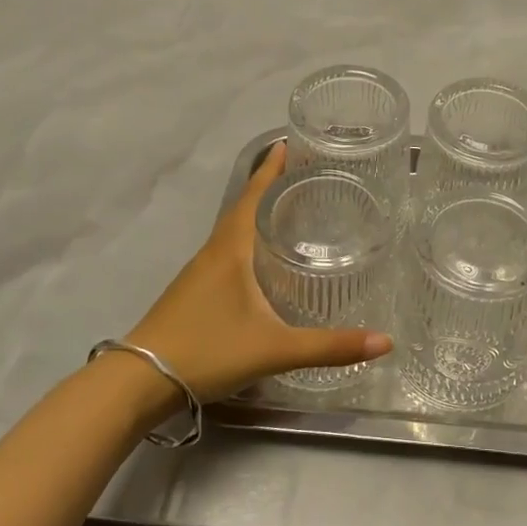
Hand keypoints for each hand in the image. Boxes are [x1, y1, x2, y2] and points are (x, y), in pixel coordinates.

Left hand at [124, 143, 392, 403]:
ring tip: (291, 211)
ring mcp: (200, 272)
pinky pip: (227, 252)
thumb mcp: (274, 349)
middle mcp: (214, 252)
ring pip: (234, 230)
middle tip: (305, 175)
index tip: (290, 143)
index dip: (272, 169)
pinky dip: (247, 241)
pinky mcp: (194, 292)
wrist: (139, 381)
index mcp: (231, 249)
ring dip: (258, 213)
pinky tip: (262, 260)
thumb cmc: (207, 351)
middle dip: (271, 187)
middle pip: (244, 207)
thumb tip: (386, 341)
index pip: (254, 195)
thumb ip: (330, 346)